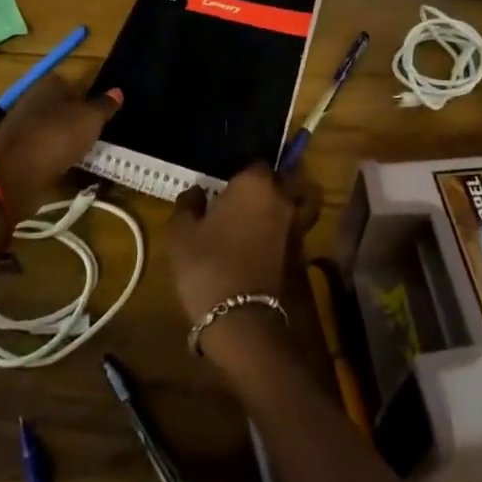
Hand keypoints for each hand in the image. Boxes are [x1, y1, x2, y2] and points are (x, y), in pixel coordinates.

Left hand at [0, 75, 120, 212]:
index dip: (88, 96)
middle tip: (98, 133)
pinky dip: (55, 158)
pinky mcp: (17, 153)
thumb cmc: (58, 135)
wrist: (15, 173)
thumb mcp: (91, 118)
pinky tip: (69, 167)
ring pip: (52, 130)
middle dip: (76, 119)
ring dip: (66, 140)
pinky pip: (44, 151)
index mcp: (48, 84)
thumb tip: (118, 91)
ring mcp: (22, 128)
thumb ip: (105, 105)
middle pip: (61, 107)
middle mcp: (32, 101)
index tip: (102, 112)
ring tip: (87, 153)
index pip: (72, 83)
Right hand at [165, 164, 321, 331]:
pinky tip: (264, 242)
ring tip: (265, 216)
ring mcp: (296, 227)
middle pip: (284, 180)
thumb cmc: (206, 264)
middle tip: (246, 198)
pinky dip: (286, 231)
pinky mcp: (300, 254)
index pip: (256, 163)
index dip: (241, 173)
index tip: (226, 186)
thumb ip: (188, 205)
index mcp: (255, 184)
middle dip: (270, 185)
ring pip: (300, 203)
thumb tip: (196, 192)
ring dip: (288, 204)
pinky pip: (296, 230)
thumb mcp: (181, 233)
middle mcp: (282, 199)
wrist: (240, 317)